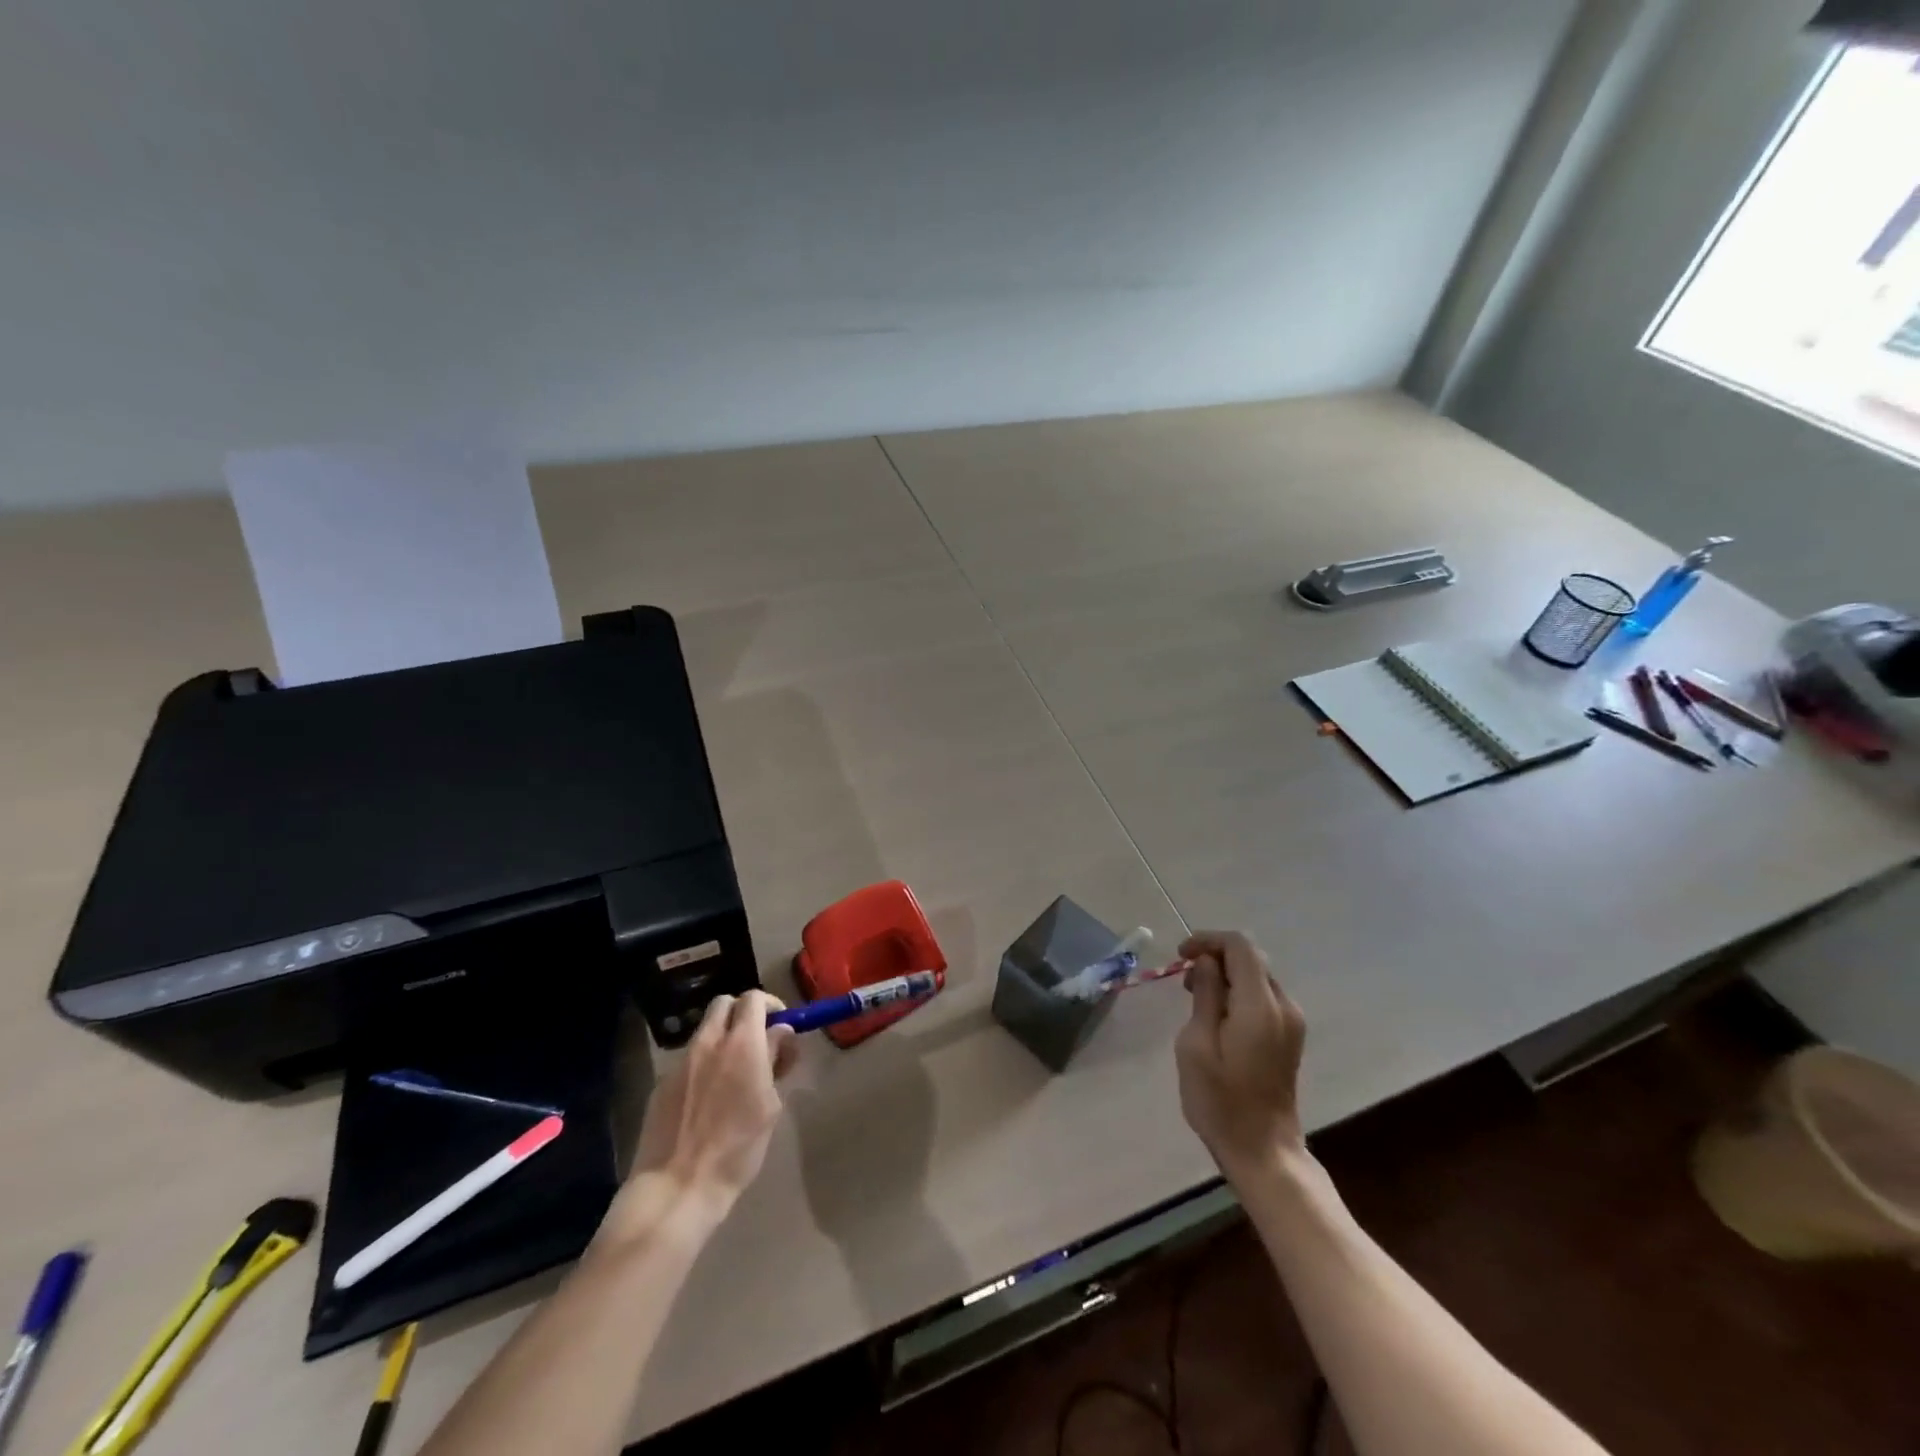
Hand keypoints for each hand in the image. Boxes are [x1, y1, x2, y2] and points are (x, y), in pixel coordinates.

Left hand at [626, 991, 797, 1218]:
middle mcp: (708, 1043)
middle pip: (724, 1003)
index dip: (770, 1005)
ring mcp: (680, 1062)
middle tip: (758, 1040)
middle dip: (743, 1013)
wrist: (677, 1187)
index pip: (753, 998)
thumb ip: (774, 1060)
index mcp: (741, 1044)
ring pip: (705, 1031)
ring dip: (723, 1039)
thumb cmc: (737, 1149)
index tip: (781, 1025)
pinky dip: (704, 1064)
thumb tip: (780, 1034)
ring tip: (734, 1074)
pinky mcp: (662, 1084)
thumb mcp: (770, 1105)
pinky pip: (689, 1060)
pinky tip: (708, 1098)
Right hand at [1174, 931, 1307, 1182]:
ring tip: (1195, 997)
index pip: (1239, 946)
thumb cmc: (1220, 1101)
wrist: (1263, 1151)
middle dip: (1215, 957)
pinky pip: (1263, 997)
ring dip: (1226, 975)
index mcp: (1260, 1006)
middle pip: (1251, 958)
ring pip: (1257, 976)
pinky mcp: (1290, 1036)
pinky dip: (1238, 992)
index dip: (1208, 940)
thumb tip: (1206, 963)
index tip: (1180, 955)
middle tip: (1184, 979)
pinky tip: (1216, 1015)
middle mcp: (1283, 1006)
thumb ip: (1204, 996)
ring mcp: (1292, 1022)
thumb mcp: (1196, 1045)